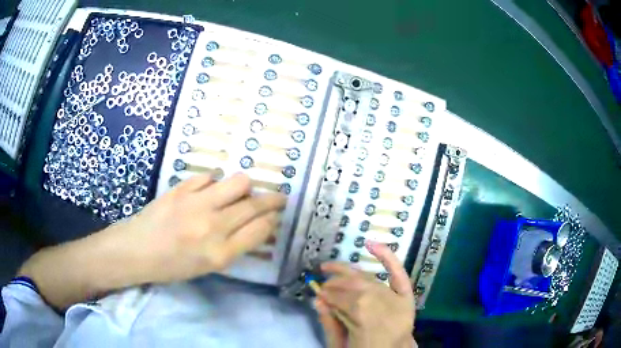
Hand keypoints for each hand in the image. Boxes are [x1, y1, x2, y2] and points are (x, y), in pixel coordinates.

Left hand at [19, 173, 285, 307]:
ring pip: (238, 182)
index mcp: (220, 254)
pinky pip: (209, 176)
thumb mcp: (206, 268)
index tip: (276, 215)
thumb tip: (255, 226)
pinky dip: (215, 181)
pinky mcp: (180, 188)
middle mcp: (213, 227)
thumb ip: (233, 246)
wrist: (134, 252)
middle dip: (273, 200)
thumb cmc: (170, 267)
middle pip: (255, 205)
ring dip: (246, 186)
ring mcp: (196, 204)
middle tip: (278, 197)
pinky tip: (210, 188)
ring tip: (242, 191)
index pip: (261, 229)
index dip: (273, 219)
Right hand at [316, 241, 416, 347]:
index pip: (342, 300)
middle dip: (335, 284)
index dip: (328, 295)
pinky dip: (387, 257)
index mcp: (365, 323)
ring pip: (368, 279)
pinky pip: (398, 273)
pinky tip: (372, 244)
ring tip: (333, 269)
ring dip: (349, 273)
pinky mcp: (407, 297)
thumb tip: (317, 299)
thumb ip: (329, 324)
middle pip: (355, 287)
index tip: (318, 293)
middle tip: (323, 284)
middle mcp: (383, 307)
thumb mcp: (341, 345)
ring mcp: (397, 300)